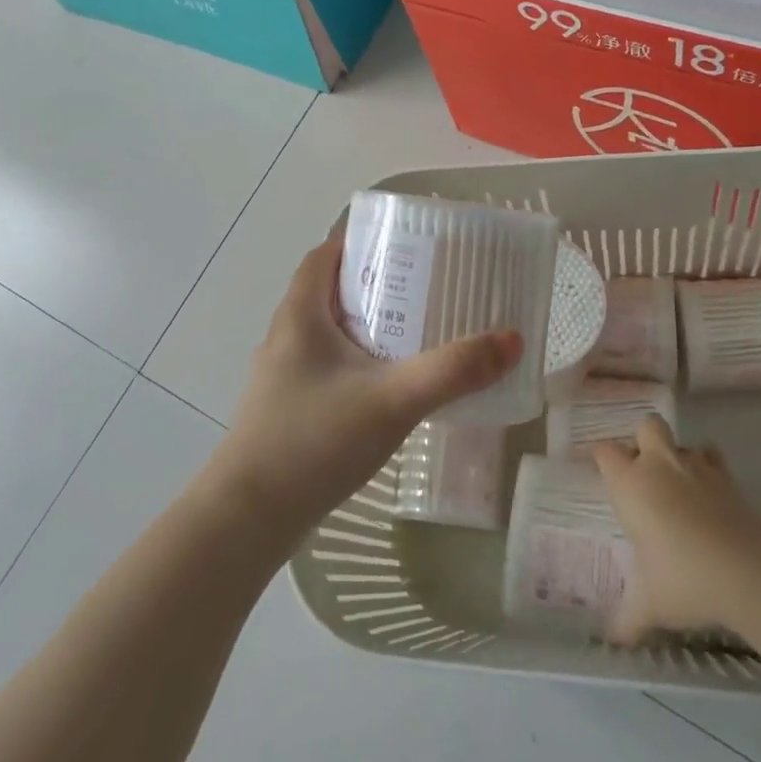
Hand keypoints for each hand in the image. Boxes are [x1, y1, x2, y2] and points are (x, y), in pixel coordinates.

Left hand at [205, 232, 522, 551]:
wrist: (249, 518)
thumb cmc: (315, 441)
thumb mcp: (393, 400)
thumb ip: (453, 371)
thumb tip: (511, 340)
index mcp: (299, 316)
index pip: (323, 256)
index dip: (358, 243)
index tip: (403, 247)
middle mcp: (284, 338)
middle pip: (327, 293)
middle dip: (373, 286)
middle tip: (423, 291)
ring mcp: (280, 377)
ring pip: (326, 334)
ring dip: (364, 327)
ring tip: (413, 336)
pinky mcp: (284, 411)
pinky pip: (324, 369)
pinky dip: (354, 364)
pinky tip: (385, 389)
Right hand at [593, 416, 760, 644]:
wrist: (749, 574)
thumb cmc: (683, 580)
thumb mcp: (649, 605)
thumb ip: (627, 618)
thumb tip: (611, 641)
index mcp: (629, 483)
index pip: (604, 451)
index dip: (601, 459)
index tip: (602, 475)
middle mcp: (659, 465)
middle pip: (645, 426)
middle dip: (643, 441)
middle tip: (643, 473)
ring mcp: (697, 466)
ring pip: (683, 441)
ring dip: (678, 456)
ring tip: (679, 485)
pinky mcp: (729, 478)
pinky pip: (714, 459)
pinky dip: (710, 469)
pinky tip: (710, 495)